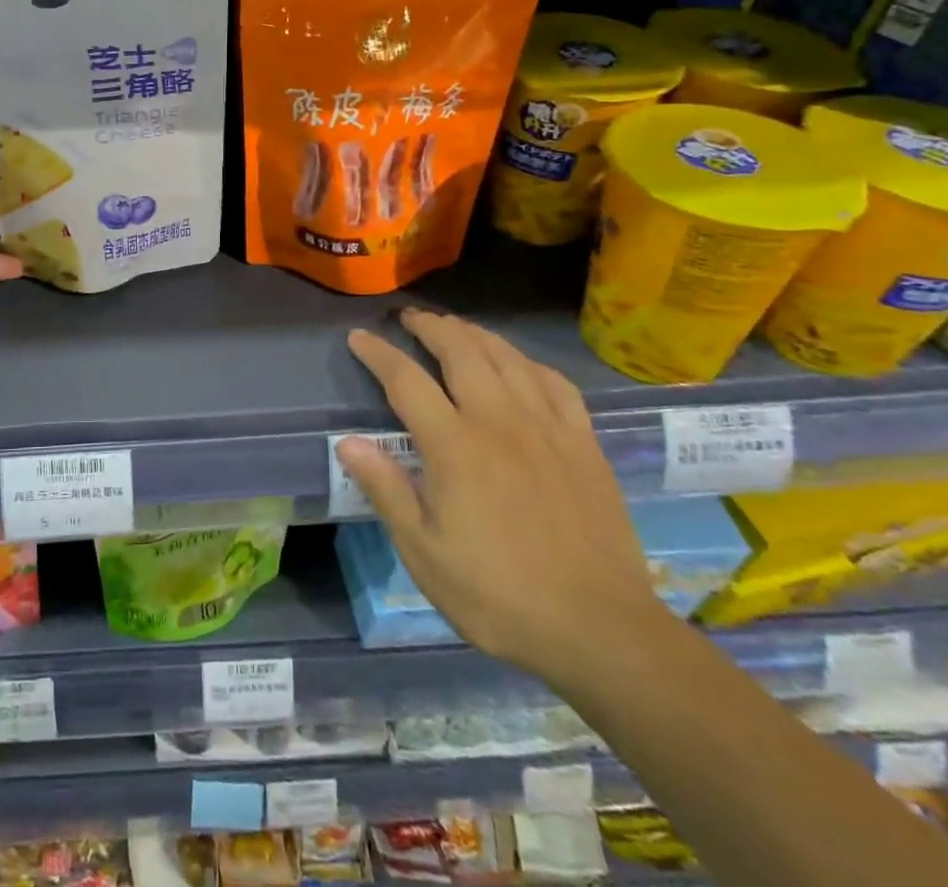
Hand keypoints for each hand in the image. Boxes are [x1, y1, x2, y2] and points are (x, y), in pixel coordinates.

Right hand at [335, 310, 660, 681]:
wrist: (600, 630)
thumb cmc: (498, 594)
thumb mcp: (424, 552)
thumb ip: (385, 490)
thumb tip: (347, 441)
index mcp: (454, 446)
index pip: (406, 380)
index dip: (379, 353)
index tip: (360, 337)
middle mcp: (499, 421)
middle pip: (461, 351)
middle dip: (430, 327)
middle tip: (410, 318)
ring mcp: (547, 429)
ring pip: (507, 358)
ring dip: (475, 334)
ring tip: (455, 327)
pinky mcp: (584, 445)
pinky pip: (556, 384)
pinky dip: (529, 363)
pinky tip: (520, 365)